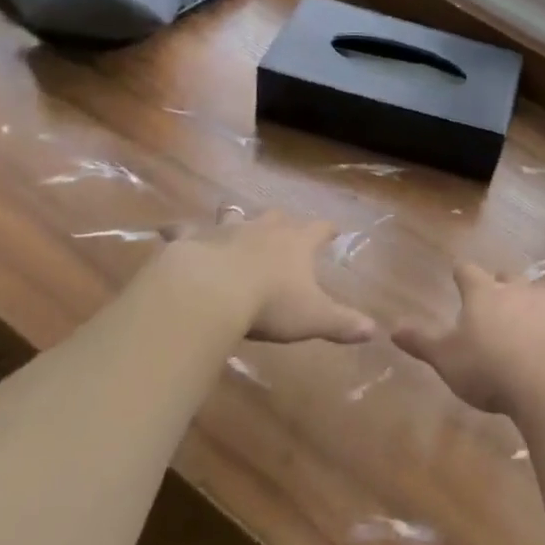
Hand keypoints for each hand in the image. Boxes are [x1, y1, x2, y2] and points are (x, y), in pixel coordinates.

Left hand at [148, 209, 374, 344]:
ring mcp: (226, 230)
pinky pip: (183, 229)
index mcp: (296, 243)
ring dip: (234, 215)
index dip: (327, 230)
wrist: (211, 292)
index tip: (333, 229)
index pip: (319, 229)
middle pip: (276, 216)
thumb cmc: (269, 304)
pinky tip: (169, 231)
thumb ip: (343, 323)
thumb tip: (375, 331)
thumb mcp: (313, 318)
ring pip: (233, 214)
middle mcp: (264, 229)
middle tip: (282, 225)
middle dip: (281, 221)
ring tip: (231, 215)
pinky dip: (179, 231)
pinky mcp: (192, 239)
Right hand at [393, 263, 544, 417]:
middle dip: (499, 283)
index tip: (457, 274)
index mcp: (483, 292)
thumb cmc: (490, 367)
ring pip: (535, 294)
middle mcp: (517, 291)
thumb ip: (422, 342)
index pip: (468, 271)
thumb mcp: (447, 358)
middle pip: (507, 277)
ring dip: (527, 303)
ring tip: (521, 319)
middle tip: (493, 294)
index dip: (461, 273)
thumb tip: (392, 327)